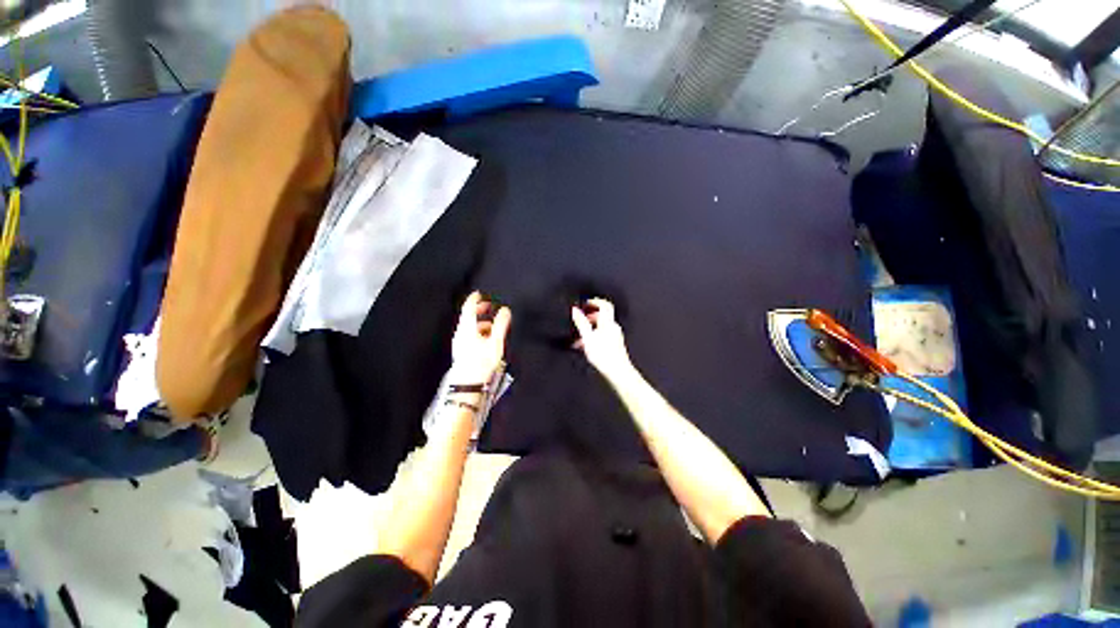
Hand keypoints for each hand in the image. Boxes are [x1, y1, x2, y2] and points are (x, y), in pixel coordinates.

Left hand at [450, 291, 511, 383]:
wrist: (469, 382)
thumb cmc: (481, 361)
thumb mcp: (495, 341)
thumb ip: (500, 324)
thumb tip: (505, 310)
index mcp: (467, 327)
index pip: (468, 308)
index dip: (474, 299)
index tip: (477, 293)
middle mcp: (461, 333)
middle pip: (468, 317)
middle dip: (477, 310)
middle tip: (487, 306)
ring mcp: (460, 342)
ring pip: (469, 327)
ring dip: (479, 322)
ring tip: (490, 323)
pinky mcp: (461, 351)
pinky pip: (469, 335)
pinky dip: (477, 331)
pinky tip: (485, 338)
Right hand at [572, 298, 633, 378]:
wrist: (618, 372)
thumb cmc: (603, 355)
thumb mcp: (587, 338)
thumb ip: (581, 323)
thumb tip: (575, 310)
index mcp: (608, 323)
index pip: (605, 305)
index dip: (596, 302)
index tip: (586, 303)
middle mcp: (613, 328)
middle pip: (602, 317)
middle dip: (590, 317)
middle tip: (580, 321)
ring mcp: (615, 336)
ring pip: (601, 327)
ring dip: (590, 330)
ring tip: (579, 338)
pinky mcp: (615, 345)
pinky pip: (603, 336)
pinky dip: (594, 337)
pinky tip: (586, 347)